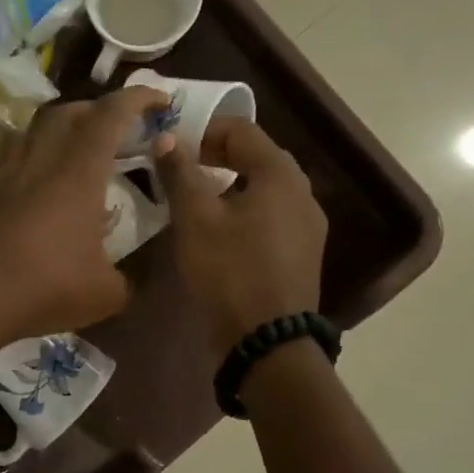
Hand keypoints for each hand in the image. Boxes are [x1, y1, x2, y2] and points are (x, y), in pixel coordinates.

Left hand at [0, 85, 169, 346]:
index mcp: (79, 172)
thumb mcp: (105, 293)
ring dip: (55, 130)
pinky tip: (30, 187)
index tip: (159, 99)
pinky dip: (25, 163)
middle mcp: (40, 160)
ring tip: (70, 151)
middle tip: (113, 129)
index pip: (111, 115)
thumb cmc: (47, 286)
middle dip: (95, 110)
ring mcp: (4, 174)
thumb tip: (126, 282)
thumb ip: (124, 280)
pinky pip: (6, 163)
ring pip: (30, 130)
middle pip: (66, 112)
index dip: (137, 99)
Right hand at [155, 118, 328, 353]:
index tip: (170, 145)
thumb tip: (166, 138)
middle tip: (177, 168)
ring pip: (262, 187)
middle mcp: (302, 191)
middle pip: (255, 156)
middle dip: (214, 155)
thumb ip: (180, 172)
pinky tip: (218, 230)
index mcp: (280, 174)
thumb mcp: (195, 219)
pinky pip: (270, 215)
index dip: (202, 130)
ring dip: (227, 183)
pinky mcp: (302, 251)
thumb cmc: (230, 272)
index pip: (241, 129)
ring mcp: (307, 224)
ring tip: (193, 198)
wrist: (268, 343)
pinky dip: (242, 209)